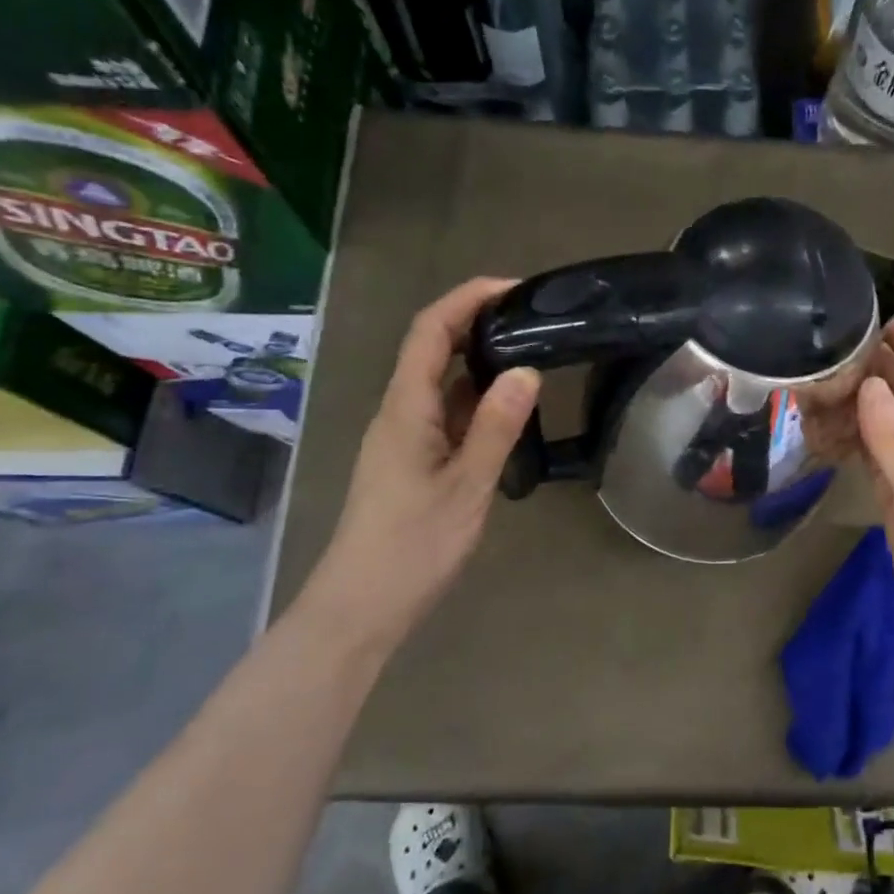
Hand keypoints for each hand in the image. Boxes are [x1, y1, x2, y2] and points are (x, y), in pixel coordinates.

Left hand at [297, 277, 540, 649]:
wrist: (362, 605)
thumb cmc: (413, 546)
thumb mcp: (466, 485)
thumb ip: (496, 426)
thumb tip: (527, 369)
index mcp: (405, 408)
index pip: (430, 331)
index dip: (468, 298)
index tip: (515, 287)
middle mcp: (399, 412)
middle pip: (432, 348)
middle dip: (477, 322)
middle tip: (532, 318)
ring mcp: (403, 437)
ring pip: (440, 383)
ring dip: (479, 361)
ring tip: (529, 353)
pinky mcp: (412, 461)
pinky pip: (445, 414)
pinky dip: (476, 399)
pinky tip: (507, 410)